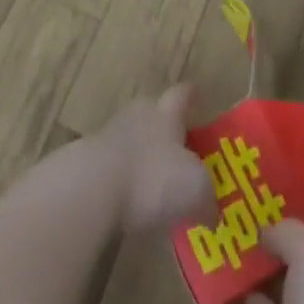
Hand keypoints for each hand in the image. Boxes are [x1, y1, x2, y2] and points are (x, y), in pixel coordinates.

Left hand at [90, 85, 214, 234]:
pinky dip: (127, 179)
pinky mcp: (92, 161)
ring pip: (134, 139)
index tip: (196, 92)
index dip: (191, 95)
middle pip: (154, 113)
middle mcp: (139, 116)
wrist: (94, 187)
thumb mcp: (196, 190)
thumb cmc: (153, 178)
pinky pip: (117, 166)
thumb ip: (207, 197)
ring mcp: (111, 135)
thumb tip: (211, 212)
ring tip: (158, 181)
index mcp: (166, 114)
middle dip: (166, 128)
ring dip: (145, 156)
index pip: (181, 96)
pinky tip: (135, 201)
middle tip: (181, 148)